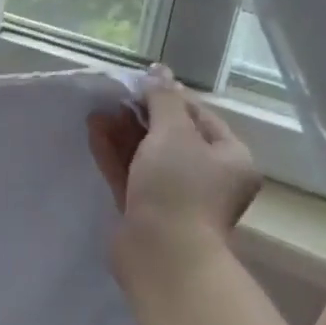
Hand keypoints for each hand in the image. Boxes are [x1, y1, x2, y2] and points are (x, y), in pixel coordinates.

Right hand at [88, 66, 261, 286]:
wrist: (161, 253)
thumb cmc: (178, 188)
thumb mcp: (174, 134)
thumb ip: (163, 99)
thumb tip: (159, 71)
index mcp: (231, 158)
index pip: (200, 117)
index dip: (169, 97)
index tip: (138, 85)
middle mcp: (207, 177)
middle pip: (172, 137)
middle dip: (140, 116)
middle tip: (113, 98)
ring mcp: (175, 196)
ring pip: (146, 156)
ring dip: (123, 133)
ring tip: (96, 112)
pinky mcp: (145, 210)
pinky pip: (130, 174)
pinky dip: (114, 154)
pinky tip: (95, 132)